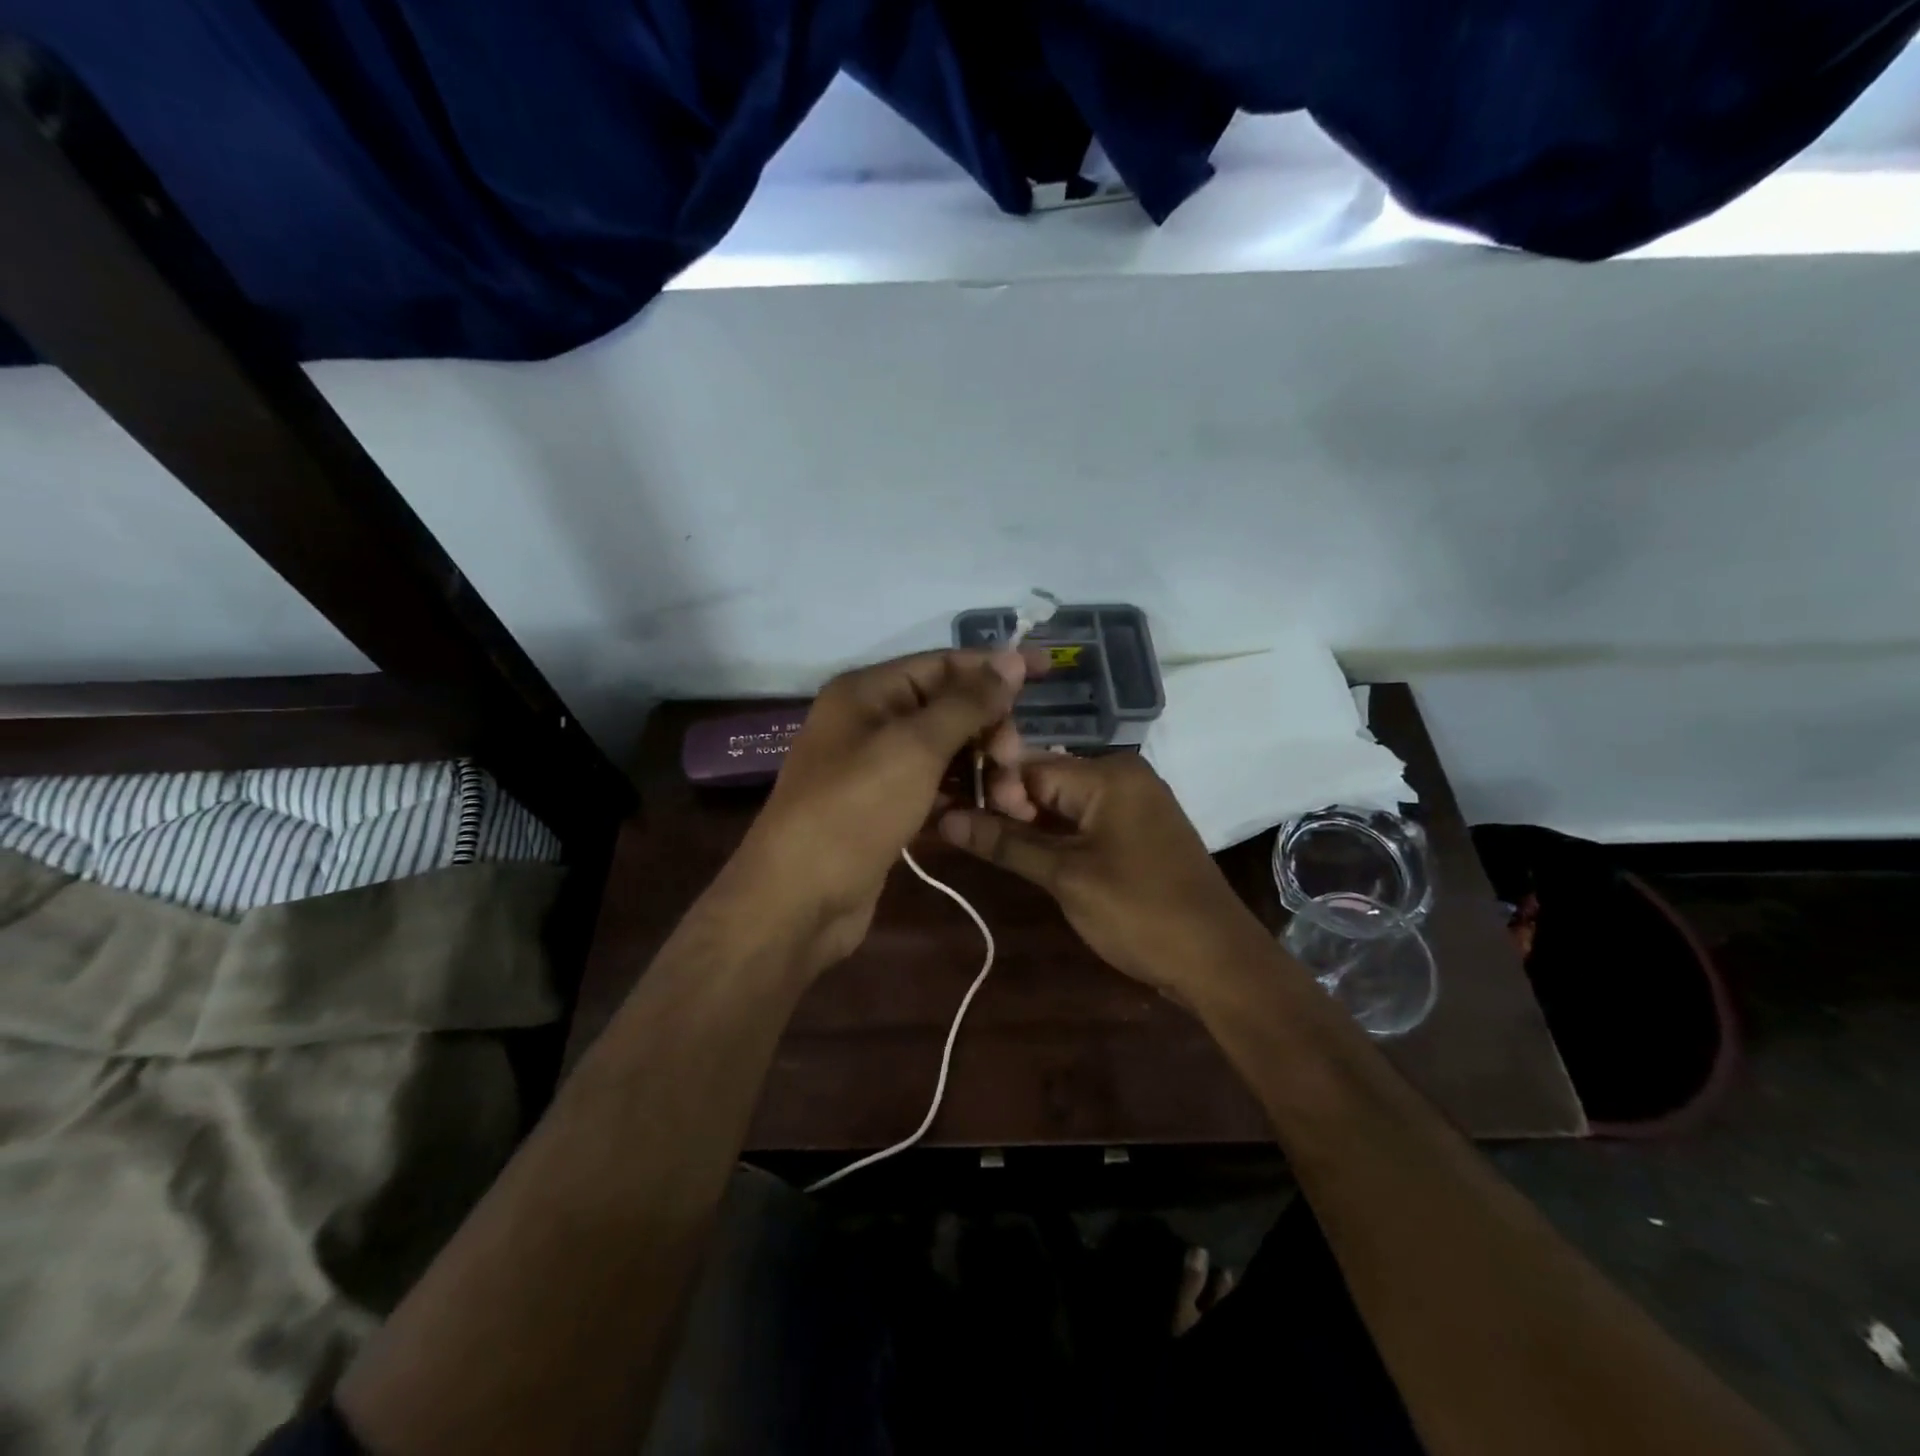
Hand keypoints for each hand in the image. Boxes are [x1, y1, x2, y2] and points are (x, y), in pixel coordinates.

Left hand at [728, 649, 1038, 975]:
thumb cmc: (854, 810)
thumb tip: (1013, 659)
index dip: (996, 667)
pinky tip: (991, 812)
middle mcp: (871, 721)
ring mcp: (877, 767)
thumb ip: (967, 703)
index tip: (1050, 672)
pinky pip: (936, 786)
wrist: (799, 899)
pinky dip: (964, 794)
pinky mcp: (886, 807)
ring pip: (947, 751)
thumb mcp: (915, 747)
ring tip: (1013, 801)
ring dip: (984, 769)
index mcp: (869, 692)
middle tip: (1015, 766)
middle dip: (991, 732)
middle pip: (949, 709)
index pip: (944, 664)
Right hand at [936, 754, 1267, 997]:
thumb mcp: (1065, 877)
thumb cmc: (1140, 912)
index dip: (992, 792)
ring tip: (986, 845)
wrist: (1218, 961)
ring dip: (1029, 826)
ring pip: (1064, 803)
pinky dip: (1057, 837)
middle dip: (1007, 808)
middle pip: (1046, 781)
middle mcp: (1122, 775)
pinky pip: (1086, 821)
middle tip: (965, 835)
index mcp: (1108, 773)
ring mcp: (1134, 803)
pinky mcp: (1138, 831)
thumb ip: (1006, 843)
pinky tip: (1027, 855)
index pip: (1029, 766)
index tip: (957, 819)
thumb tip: (945, 818)